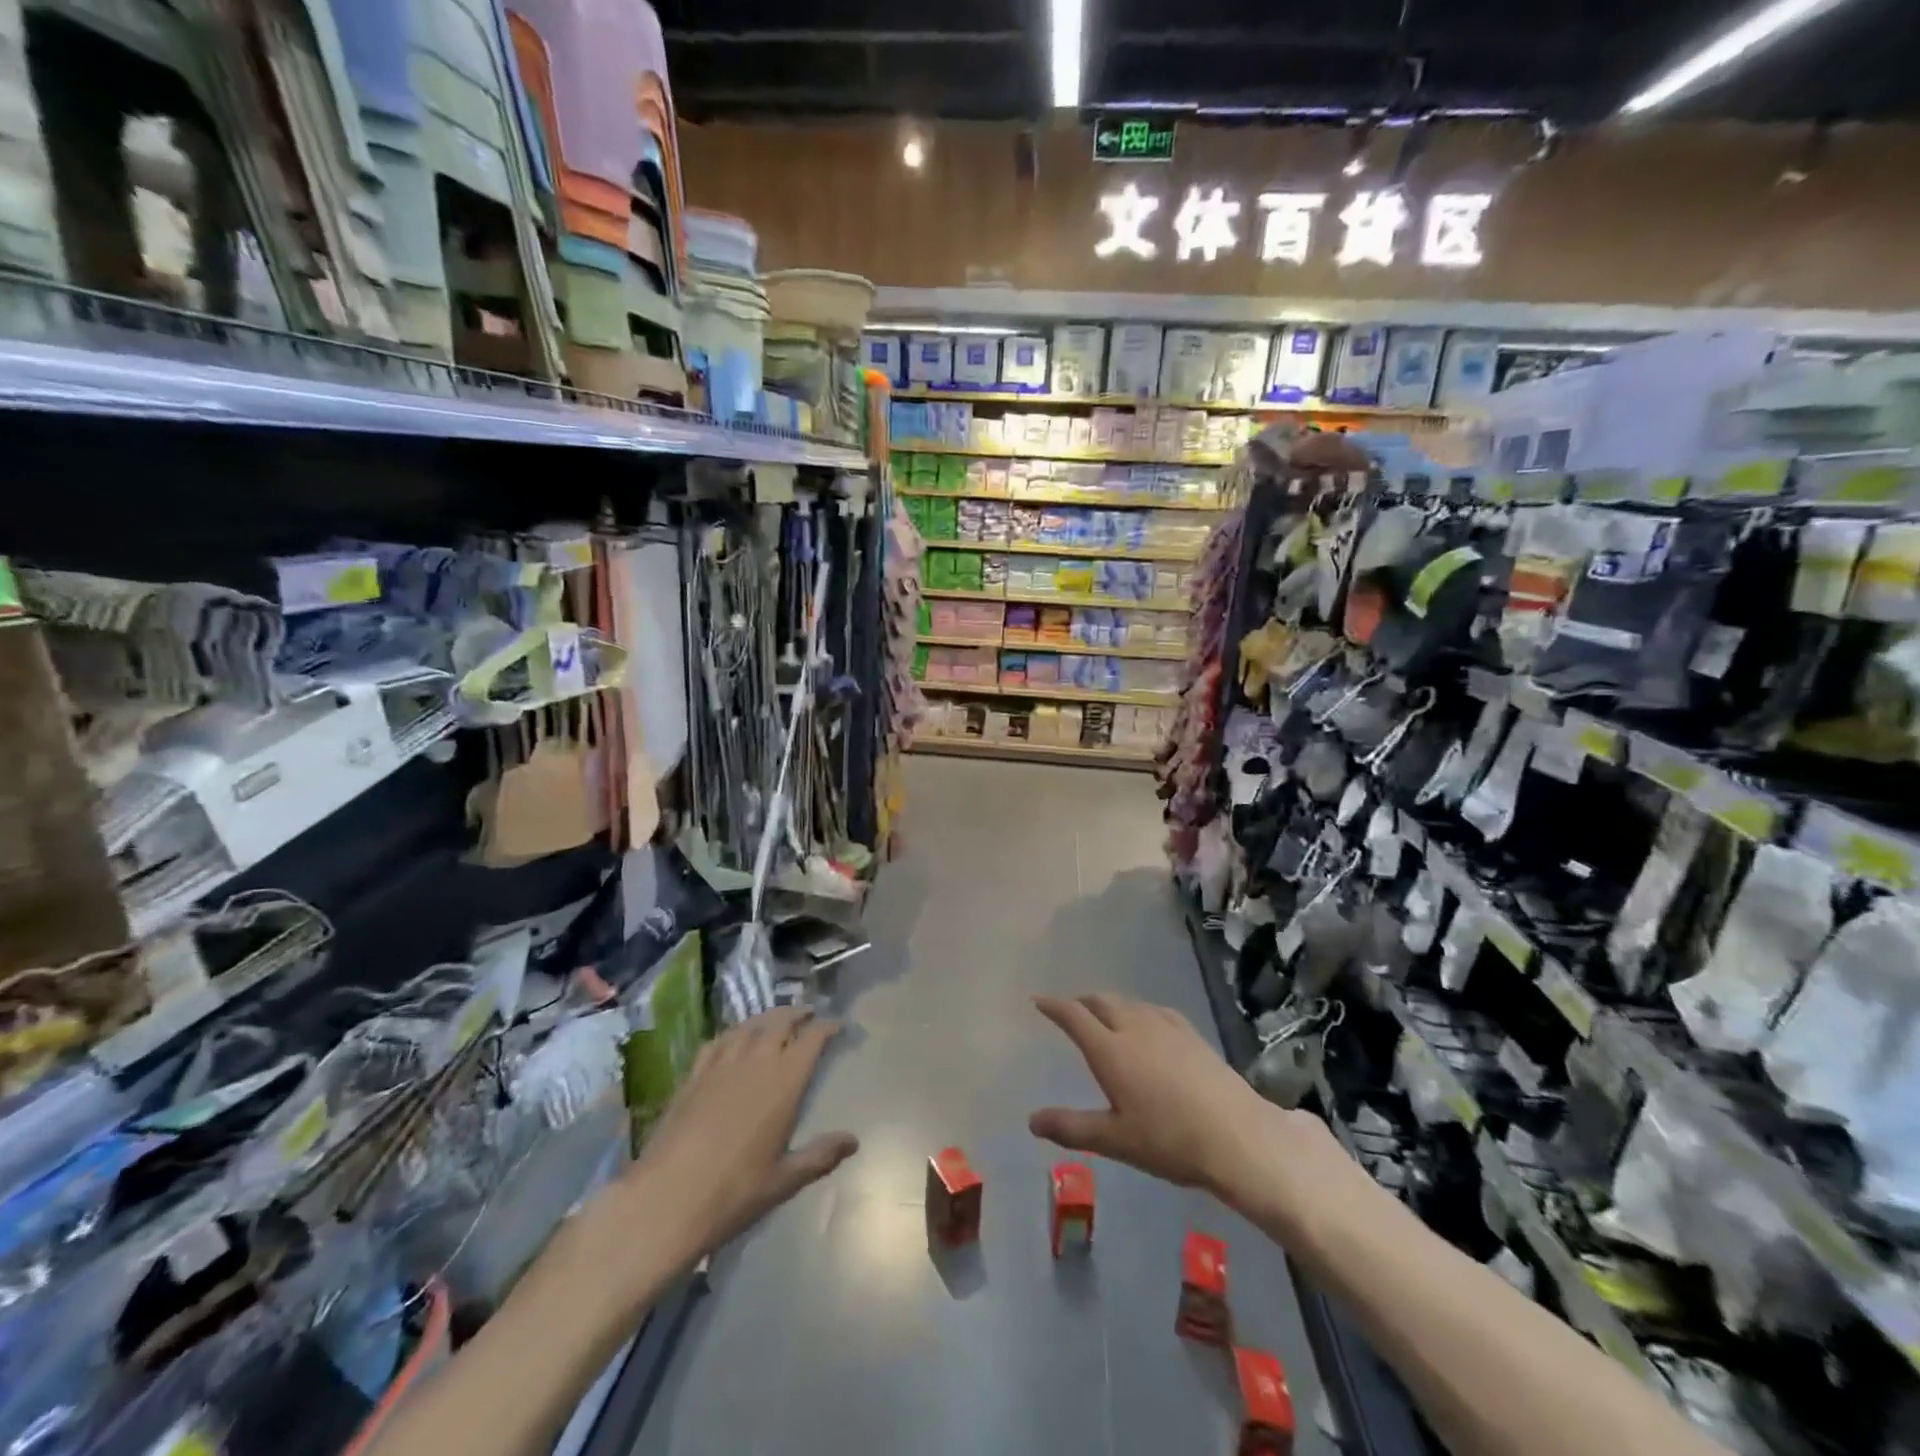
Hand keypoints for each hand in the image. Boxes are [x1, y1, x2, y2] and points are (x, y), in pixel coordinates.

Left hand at [627, 1007, 857, 1262]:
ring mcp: (721, 1065)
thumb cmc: (733, 1193)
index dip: (827, 1027)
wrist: (666, 1200)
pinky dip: (734, 1032)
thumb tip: (853, 1141)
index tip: (838, 1025)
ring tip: (777, 1019)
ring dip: (768, 1018)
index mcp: (784, 1082)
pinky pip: (719, 1041)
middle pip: (780, 1022)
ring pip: (750, 1025)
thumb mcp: (783, 1181)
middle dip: (798, 1014)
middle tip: (809, 1015)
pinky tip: (734, 1039)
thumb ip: (820, 1156)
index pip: (812, 1038)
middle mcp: (755, 1062)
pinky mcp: (693, 1075)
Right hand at [1029, 993, 1287, 1197]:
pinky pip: (1154, 1010)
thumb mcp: (1115, 1140)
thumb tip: (1031, 1120)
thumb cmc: (1169, 1140)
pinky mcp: (1191, 1033)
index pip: (1074, 1016)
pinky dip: (1138, 1010)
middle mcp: (1134, 1028)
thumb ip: (1071, 1127)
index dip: (1053, 1006)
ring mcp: (1166, 1027)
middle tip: (1070, 1011)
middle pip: (1101, 1001)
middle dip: (1081, 1002)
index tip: (1038, 1000)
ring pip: (1129, 1003)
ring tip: (1104, 1017)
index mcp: (1110, 1050)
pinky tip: (1147, 1024)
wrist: (1237, 1135)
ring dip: (1109, 1004)